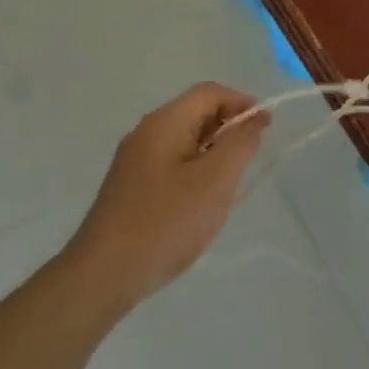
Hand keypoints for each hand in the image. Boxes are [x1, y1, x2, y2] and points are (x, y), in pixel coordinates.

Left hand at [66, 83, 270, 308]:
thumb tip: (255, 119)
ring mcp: (134, 161)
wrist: (102, 275)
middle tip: (251, 160)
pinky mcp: (130, 187)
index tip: (266, 128)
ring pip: (185, 141)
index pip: (210, 93)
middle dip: (228, 128)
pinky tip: (201, 204)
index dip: (242, 103)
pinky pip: (172, 164)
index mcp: (165, 122)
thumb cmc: (165, 222)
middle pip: (196, 113)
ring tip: (230, 185)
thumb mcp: (215, 181)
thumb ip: (240, 144)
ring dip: (213, 153)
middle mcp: (146, 132)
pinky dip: (195, 171)